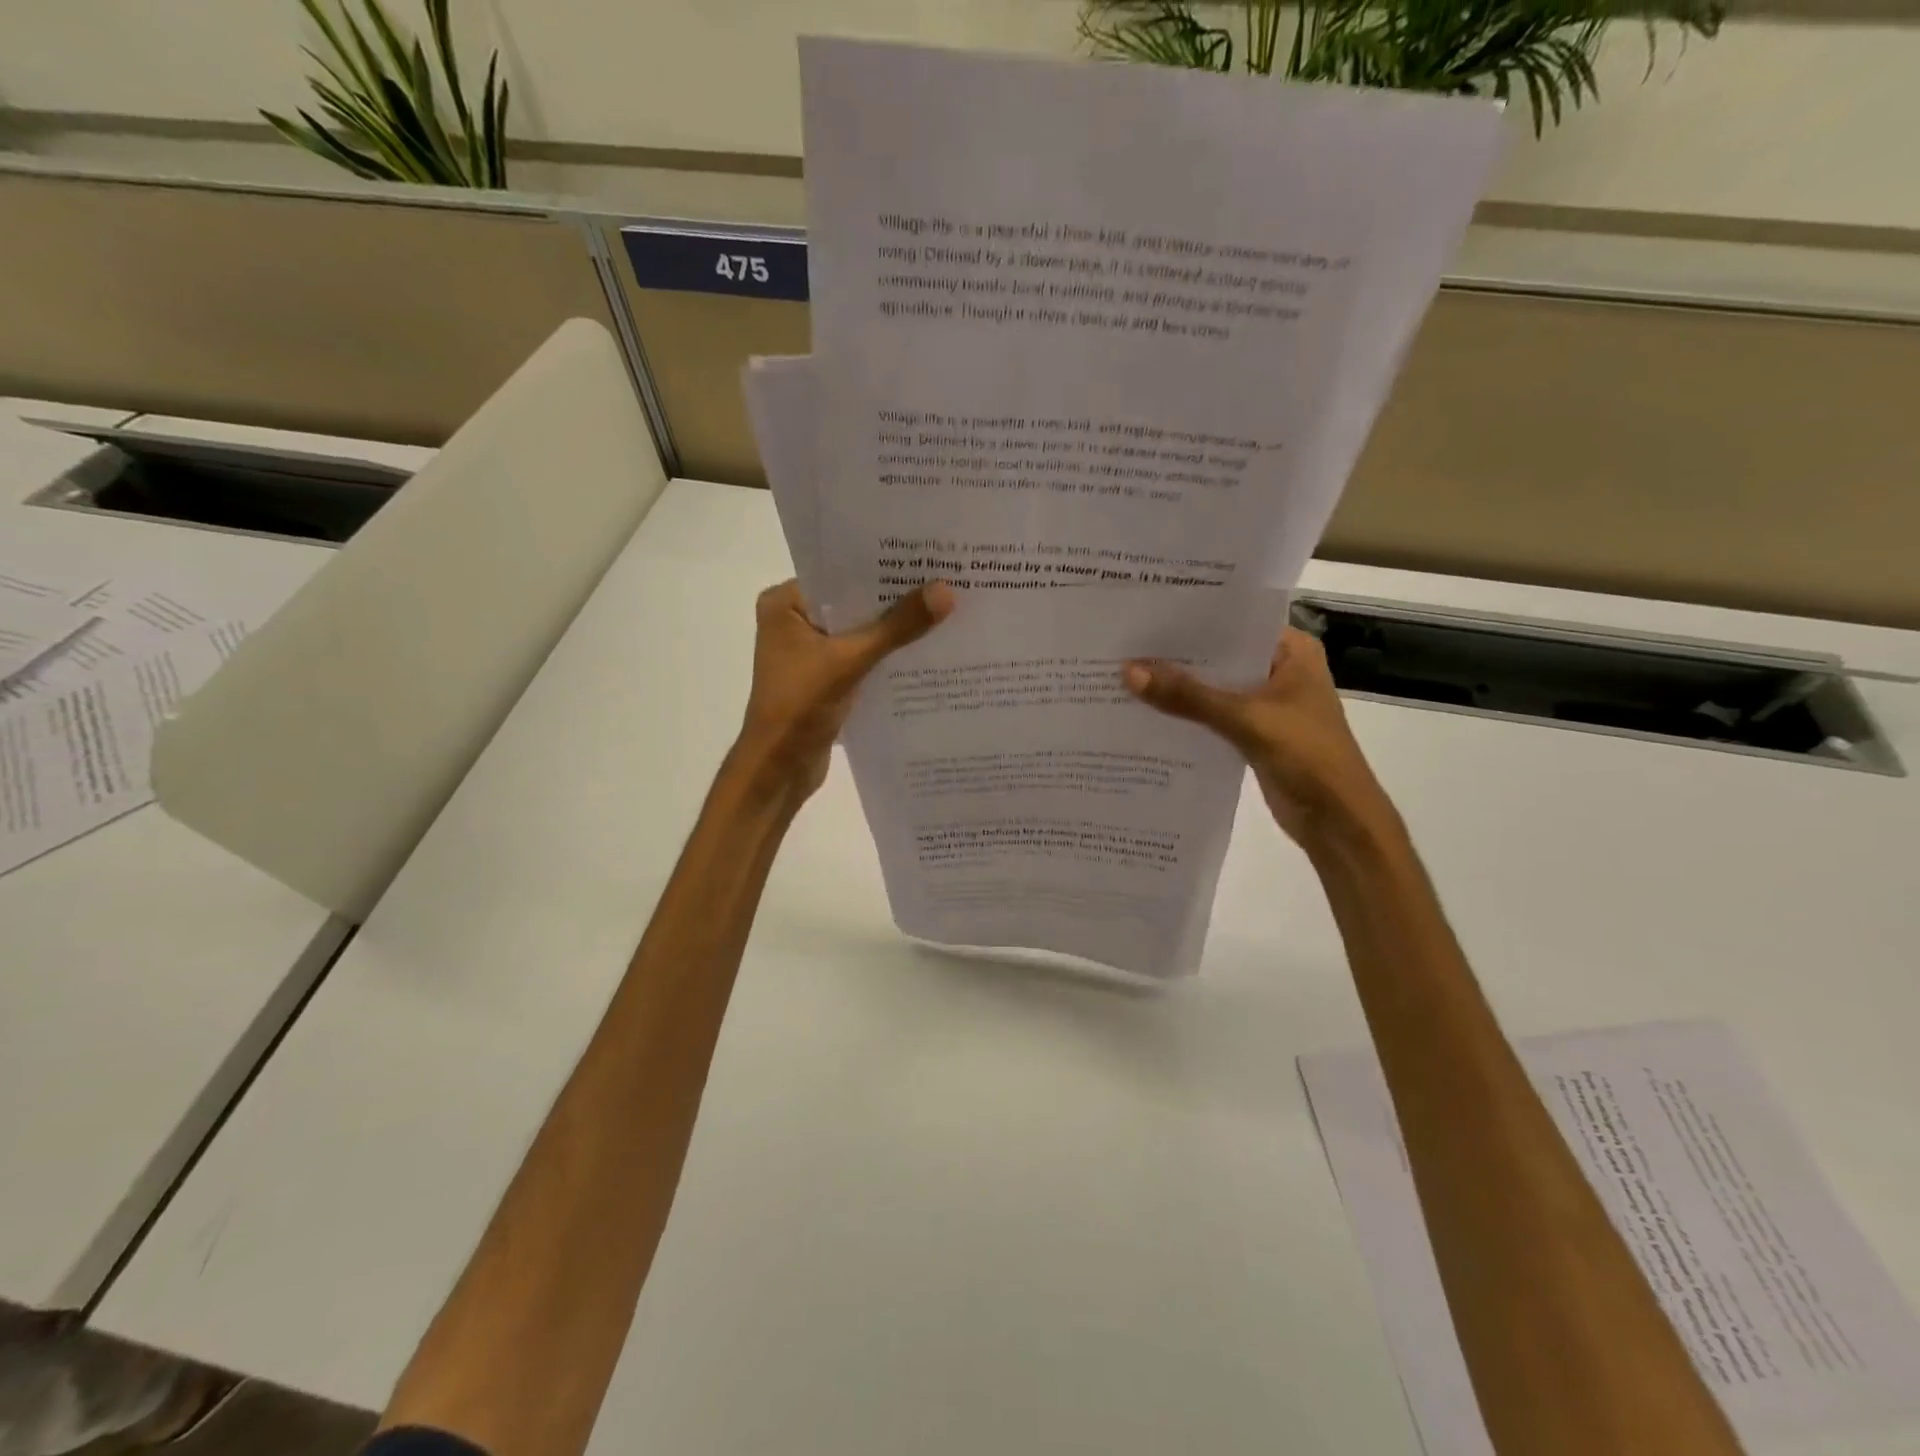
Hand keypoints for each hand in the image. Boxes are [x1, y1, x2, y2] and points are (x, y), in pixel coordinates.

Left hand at [732, 580, 953, 807]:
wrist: (778, 770)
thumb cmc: (799, 706)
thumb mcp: (850, 661)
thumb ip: (896, 627)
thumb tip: (946, 591)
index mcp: (785, 604)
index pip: (839, 572)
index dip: (882, 566)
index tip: (926, 556)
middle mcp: (794, 621)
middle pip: (853, 601)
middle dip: (895, 598)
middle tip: (946, 580)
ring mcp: (810, 653)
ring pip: (860, 631)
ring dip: (894, 629)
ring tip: (946, 610)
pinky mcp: (825, 679)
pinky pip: (862, 657)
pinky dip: (887, 656)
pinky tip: (926, 650)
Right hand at [1124, 626, 1397, 849]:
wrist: (1338, 820)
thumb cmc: (1307, 756)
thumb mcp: (1245, 719)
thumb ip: (1188, 696)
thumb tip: (1128, 672)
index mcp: (1292, 651)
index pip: (1235, 623)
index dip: (1191, 620)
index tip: (1145, 615)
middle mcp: (1280, 670)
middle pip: (1221, 657)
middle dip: (1177, 656)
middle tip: (1125, 646)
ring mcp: (1267, 704)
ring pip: (1215, 689)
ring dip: (1180, 689)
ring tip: (1125, 675)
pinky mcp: (1255, 734)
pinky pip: (1214, 717)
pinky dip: (1188, 716)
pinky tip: (1147, 713)